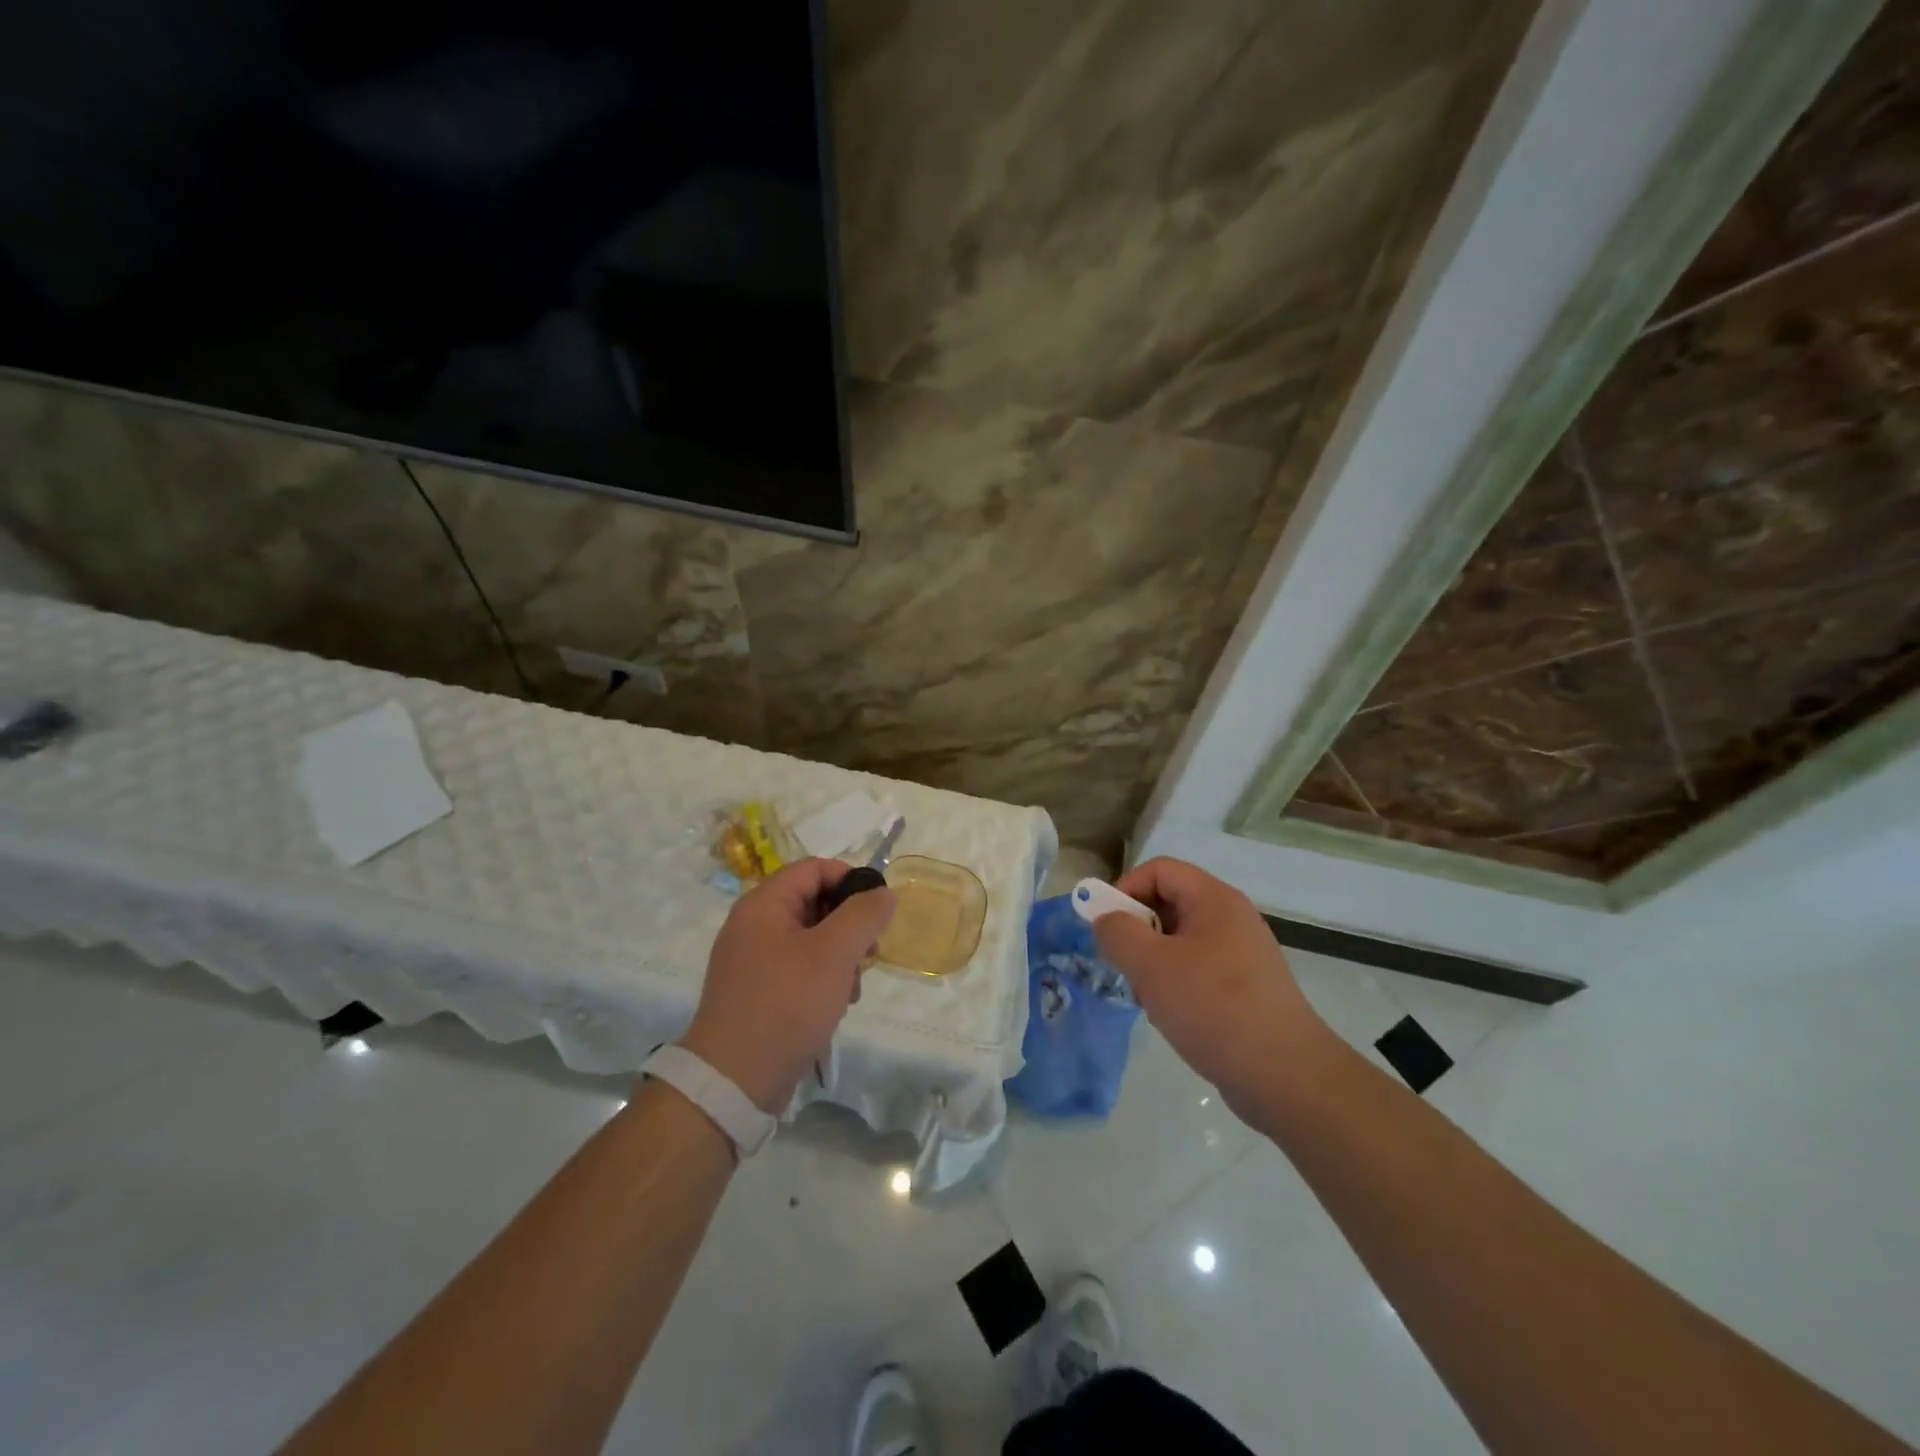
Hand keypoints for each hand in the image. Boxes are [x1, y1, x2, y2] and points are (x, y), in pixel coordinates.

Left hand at [682, 858, 895, 1112]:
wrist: (734, 1079)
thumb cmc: (787, 1003)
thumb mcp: (834, 953)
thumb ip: (864, 915)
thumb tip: (883, 893)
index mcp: (763, 904)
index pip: (814, 868)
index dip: (850, 879)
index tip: (878, 908)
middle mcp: (753, 925)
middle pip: (813, 902)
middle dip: (849, 925)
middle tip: (870, 953)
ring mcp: (752, 960)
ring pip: (811, 938)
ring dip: (840, 956)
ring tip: (852, 988)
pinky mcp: (757, 991)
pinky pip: (798, 968)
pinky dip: (823, 978)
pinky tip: (836, 1004)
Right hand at [1091, 857, 1328, 1115]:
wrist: (1286, 1076)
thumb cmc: (1214, 1008)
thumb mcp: (1152, 966)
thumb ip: (1118, 934)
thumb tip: (1106, 920)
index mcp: (1215, 900)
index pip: (1159, 870)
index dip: (1125, 888)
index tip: (1106, 926)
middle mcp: (1231, 918)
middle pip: (1169, 903)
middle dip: (1137, 929)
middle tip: (1122, 963)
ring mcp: (1242, 954)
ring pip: (1180, 940)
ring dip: (1153, 962)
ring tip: (1146, 996)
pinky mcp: (1245, 988)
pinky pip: (1198, 969)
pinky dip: (1175, 984)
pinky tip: (1170, 1016)